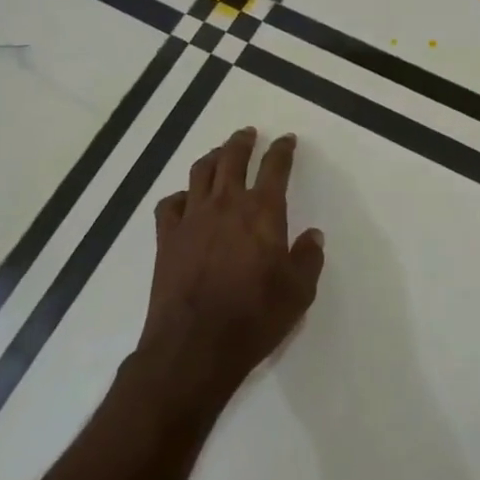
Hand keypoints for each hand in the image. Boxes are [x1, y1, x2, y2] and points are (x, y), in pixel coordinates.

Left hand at [138, 127, 325, 397]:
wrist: (195, 346)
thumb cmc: (255, 317)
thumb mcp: (299, 291)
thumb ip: (308, 258)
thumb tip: (312, 235)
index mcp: (263, 212)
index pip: (275, 168)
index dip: (282, 150)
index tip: (286, 140)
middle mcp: (226, 205)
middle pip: (232, 159)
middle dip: (242, 142)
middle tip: (248, 133)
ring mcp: (192, 219)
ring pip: (200, 173)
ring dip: (212, 158)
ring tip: (219, 153)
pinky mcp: (166, 239)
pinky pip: (169, 204)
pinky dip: (179, 196)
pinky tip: (185, 199)